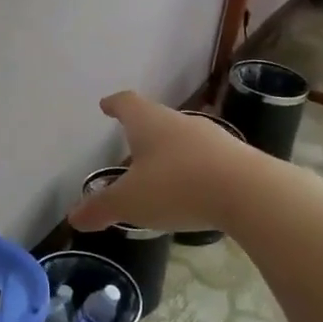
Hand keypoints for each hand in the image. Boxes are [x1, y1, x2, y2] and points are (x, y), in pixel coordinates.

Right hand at [68, 92, 260, 232]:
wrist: (249, 192)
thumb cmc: (177, 187)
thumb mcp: (131, 202)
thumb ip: (101, 208)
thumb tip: (73, 217)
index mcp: (148, 122)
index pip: (127, 103)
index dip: (114, 104)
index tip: (106, 105)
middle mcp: (178, 121)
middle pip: (155, 118)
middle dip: (141, 130)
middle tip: (129, 143)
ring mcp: (211, 136)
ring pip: (182, 138)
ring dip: (168, 150)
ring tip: (158, 170)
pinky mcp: (235, 157)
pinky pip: (205, 157)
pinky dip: (192, 168)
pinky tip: (191, 188)